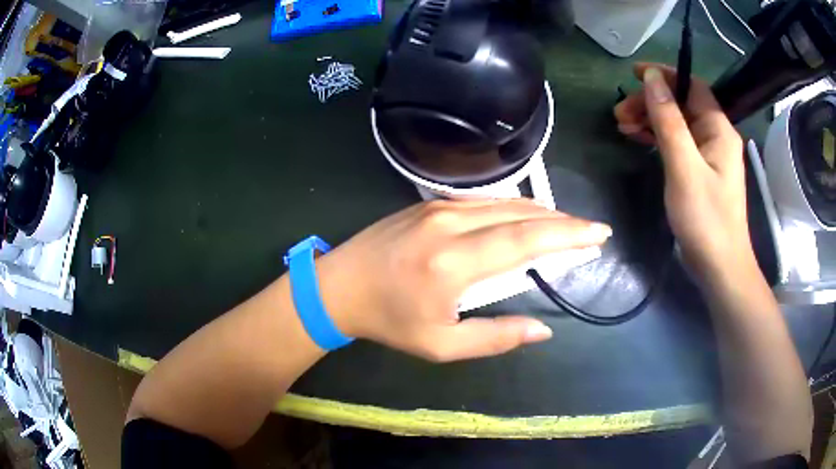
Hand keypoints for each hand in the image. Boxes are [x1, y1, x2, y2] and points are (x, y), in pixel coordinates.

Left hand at [314, 199, 611, 361]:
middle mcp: (450, 224)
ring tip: (567, 226)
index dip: (568, 234)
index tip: (598, 234)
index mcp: (453, 262)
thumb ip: (495, 338)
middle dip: (563, 220)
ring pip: (504, 202)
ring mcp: (438, 207)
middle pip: (521, 214)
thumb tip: (543, 331)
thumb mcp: (440, 345)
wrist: (338, 286)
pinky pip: (484, 202)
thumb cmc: (388, 321)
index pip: (526, 240)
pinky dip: (514, 209)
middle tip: (591, 230)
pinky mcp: (430, 202)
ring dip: (541, 212)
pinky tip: (527, 218)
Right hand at [614, 63, 753, 286]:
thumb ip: (668, 121)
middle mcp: (715, 136)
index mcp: (718, 129)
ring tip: (621, 126)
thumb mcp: (684, 168)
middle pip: (681, 104)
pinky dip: (657, 138)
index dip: (665, 75)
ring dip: (650, 120)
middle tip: (619, 112)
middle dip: (650, 102)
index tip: (633, 74)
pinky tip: (638, 139)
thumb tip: (651, 79)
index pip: (692, 86)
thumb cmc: (706, 219)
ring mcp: (708, 155)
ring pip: (677, 123)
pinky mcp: (700, 171)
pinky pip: (677, 143)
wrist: (720, 268)